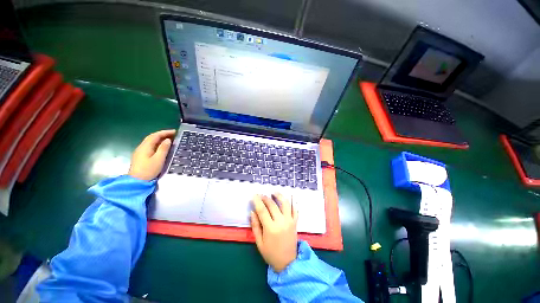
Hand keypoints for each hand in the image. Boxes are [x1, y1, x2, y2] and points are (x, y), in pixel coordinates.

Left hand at [128, 129, 175, 180]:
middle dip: (163, 134)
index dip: (165, 132)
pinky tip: (162, 146)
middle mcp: (142, 147)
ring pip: (151, 141)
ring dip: (160, 138)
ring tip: (169, 139)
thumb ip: (163, 148)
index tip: (175, 132)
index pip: (155, 135)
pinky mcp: (141, 156)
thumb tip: (168, 140)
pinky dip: (157, 143)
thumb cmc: (149, 170)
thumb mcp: (159, 159)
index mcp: (145, 146)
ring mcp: (140, 151)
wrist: (137, 181)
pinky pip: (150, 146)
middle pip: (152, 137)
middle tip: (173, 134)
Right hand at [251, 193, 297, 272]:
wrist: (288, 262)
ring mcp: (289, 221)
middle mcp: (281, 222)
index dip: (257, 201)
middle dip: (265, 198)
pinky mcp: (295, 222)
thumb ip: (255, 226)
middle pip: (272, 205)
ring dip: (279, 196)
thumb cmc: (271, 253)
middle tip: (261, 195)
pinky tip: (291, 196)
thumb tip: (252, 212)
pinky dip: (293, 202)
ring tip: (274, 192)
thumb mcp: (259, 242)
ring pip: (285, 204)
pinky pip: (295, 209)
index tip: (254, 195)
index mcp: (271, 228)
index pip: (262, 210)